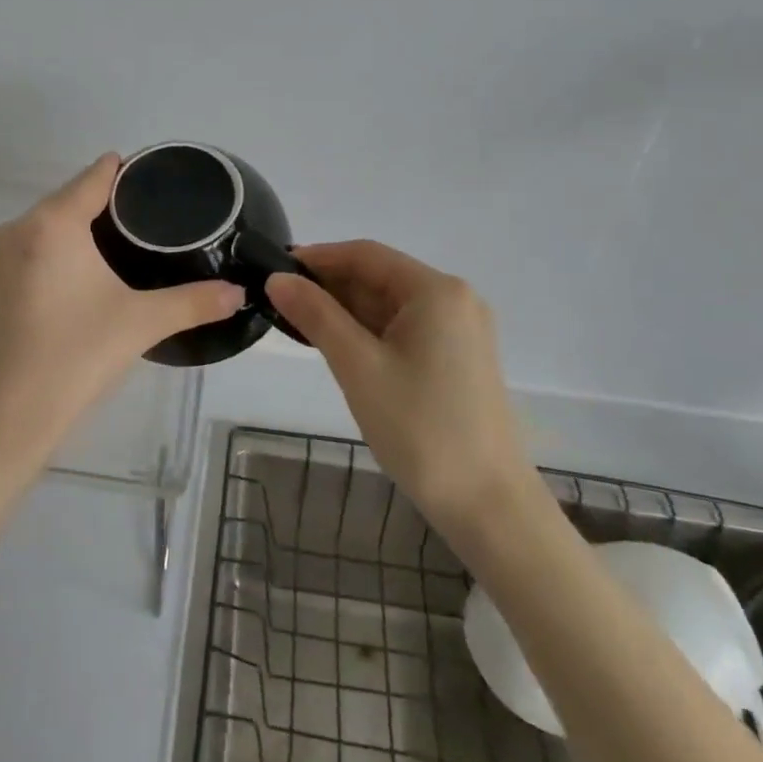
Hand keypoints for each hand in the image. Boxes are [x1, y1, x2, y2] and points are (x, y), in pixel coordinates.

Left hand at [0, 155, 244, 462]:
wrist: (9, 416)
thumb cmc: (77, 356)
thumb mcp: (142, 323)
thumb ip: (196, 301)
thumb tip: (240, 291)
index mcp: (52, 222)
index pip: (96, 175)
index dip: (129, 173)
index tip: (160, 180)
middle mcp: (18, 226)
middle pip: (71, 196)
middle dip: (109, 202)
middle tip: (153, 218)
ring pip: (49, 222)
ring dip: (82, 225)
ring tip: (126, 242)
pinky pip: (32, 245)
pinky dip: (58, 247)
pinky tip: (84, 270)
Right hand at [266, 241, 536, 532]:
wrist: (489, 507)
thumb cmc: (421, 429)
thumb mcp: (358, 367)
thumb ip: (316, 315)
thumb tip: (276, 279)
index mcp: (436, 291)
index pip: (365, 254)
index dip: (317, 258)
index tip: (273, 271)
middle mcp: (454, 299)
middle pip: (379, 276)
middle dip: (329, 286)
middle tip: (279, 302)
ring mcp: (460, 330)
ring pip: (389, 304)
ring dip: (345, 310)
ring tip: (298, 324)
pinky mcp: (458, 358)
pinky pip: (404, 328)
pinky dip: (368, 331)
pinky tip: (336, 345)